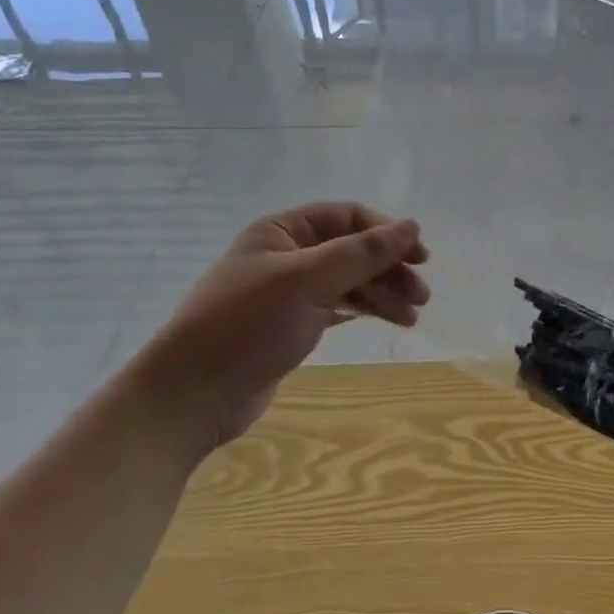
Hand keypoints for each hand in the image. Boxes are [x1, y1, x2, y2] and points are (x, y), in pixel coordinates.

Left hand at [129, 203, 429, 445]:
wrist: (191, 397)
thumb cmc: (247, 325)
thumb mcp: (308, 280)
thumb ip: (363, 252)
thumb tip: (413, 225)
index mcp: (282, 231)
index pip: (348, 217)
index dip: (387, 232)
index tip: (421, 257)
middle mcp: (286, 255)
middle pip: (353, 250)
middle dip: (389, 269)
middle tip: (421, 296)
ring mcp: (288, 292)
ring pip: (349, 281)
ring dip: (383, 293)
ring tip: (411, 317)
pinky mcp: (292, 325)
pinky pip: (339, 306)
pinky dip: (365, 310)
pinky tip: (388, 320)